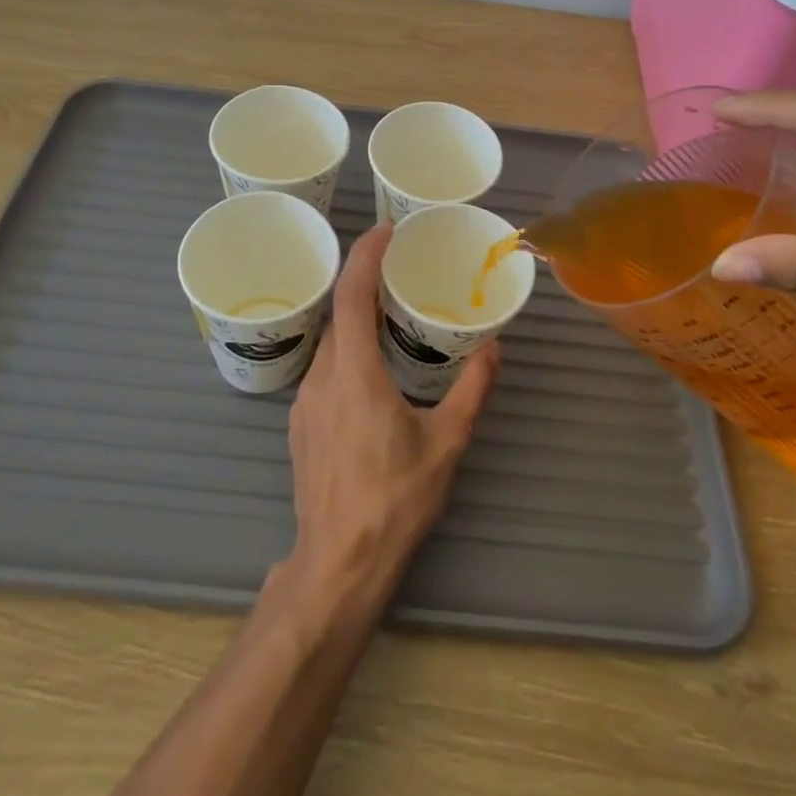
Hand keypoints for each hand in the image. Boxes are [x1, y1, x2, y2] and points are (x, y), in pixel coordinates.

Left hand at [284, 223, 499, 590]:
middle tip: (400, 275)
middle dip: (365, 287)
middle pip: (338, 316)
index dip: (365, 256)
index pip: (352, 296)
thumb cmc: (394, 500)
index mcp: (354, 373)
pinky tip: (371, 374)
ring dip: (355, 324)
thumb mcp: (446, 443)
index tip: (385, 231)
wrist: (338, 564)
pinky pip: (322, 372)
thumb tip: (495, 349)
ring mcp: (304, 403)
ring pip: (329, 345)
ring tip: (391, 320)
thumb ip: (472, 390)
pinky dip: (345, 354)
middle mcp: (321, 378)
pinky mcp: (300, 425)